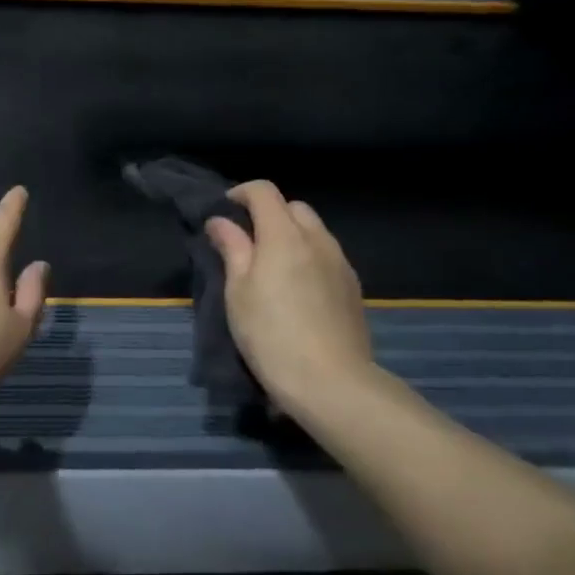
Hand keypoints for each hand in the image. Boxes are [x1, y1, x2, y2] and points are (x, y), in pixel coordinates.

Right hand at [205, 181, 374, 410]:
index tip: (225, 213)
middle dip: (269, 213)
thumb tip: (220, 221)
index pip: (264, 191)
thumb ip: (232, 248)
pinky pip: (327, 254)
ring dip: (291, 235)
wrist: (332, 384)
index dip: (241, 193)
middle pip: (293, 207)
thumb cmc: (271, 335)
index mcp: (284, 235)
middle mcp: (317, 239)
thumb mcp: (237, 292)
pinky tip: (298, 289)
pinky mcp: (353, 287)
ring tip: (273, 267)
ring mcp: (340, 262)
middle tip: (248, 243)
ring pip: (314, 230)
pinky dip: (309, 256)